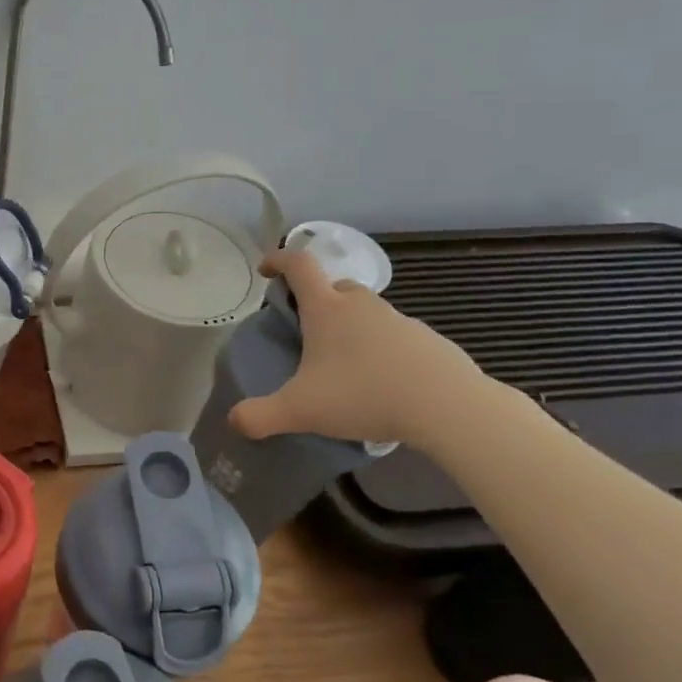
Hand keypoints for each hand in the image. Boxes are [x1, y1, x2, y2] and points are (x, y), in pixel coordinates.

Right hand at [228, 249, 490, 449]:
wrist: (448, 407)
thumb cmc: (364, 395)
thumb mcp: (301, 410)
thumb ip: (260, 416)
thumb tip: (234, 421)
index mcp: (326, 309)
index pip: (298, 264)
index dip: (278, 260)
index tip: (266, 271)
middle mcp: (361, 305)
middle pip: (334, 286)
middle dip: (316, 301)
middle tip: (306, 333)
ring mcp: (399, 320)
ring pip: (366, 312)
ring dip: (351, 326)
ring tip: (344, 366)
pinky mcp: (428, 340)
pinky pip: (395, 336)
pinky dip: (382, 349)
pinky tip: (381, 383)